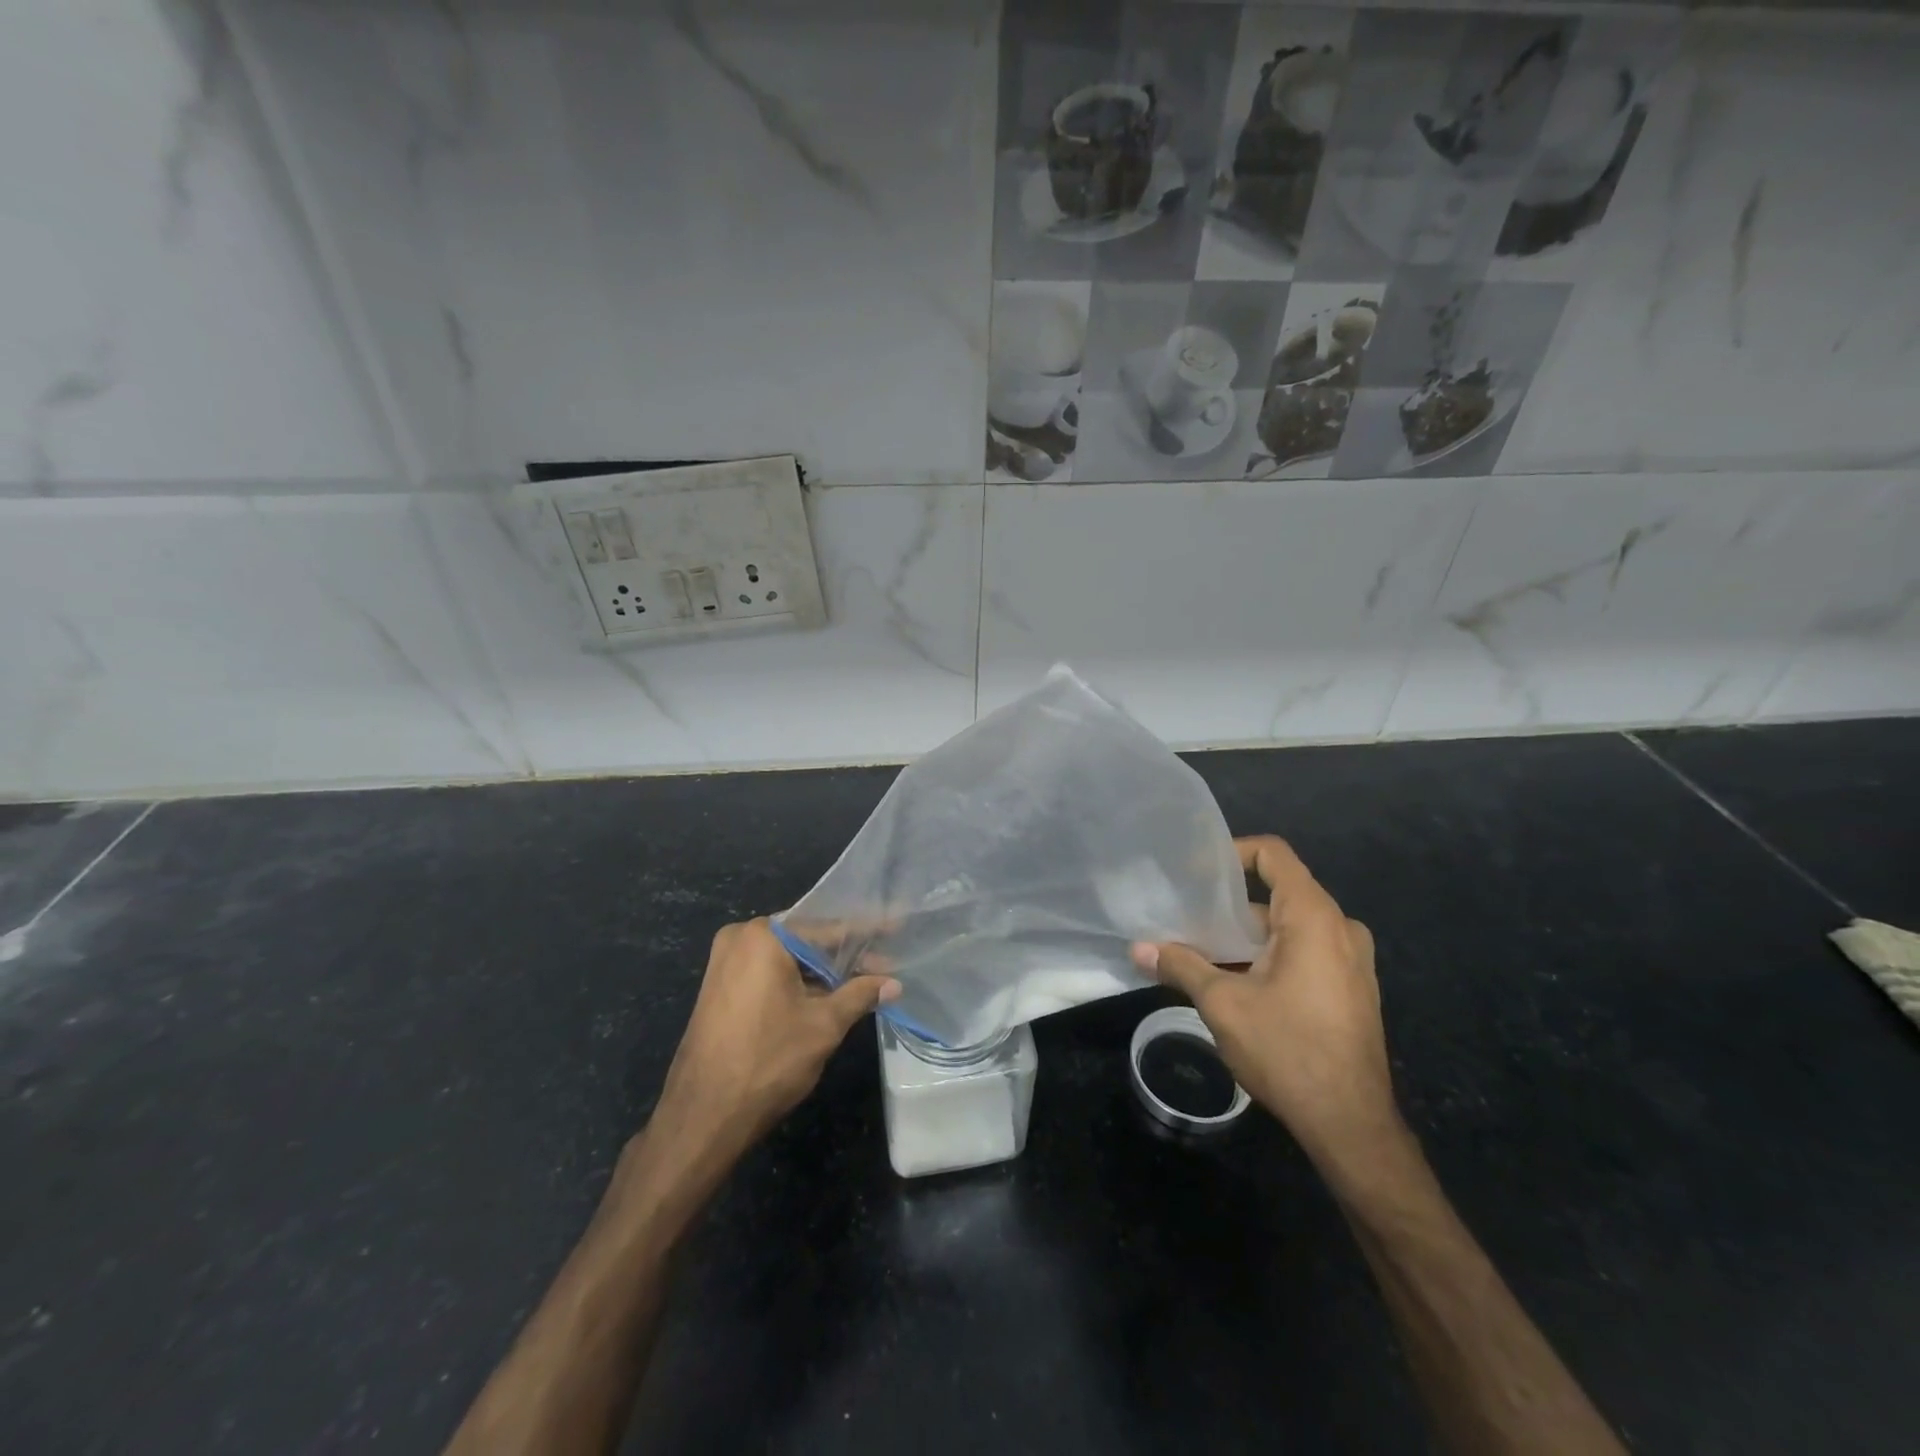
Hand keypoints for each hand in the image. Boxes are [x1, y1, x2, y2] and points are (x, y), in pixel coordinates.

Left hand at [649, 919, 899, 1163]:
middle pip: (805, 939)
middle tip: (883, 962)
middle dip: (844, 954)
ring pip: (787, 958)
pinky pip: (769, 973)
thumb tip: (894, 983)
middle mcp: (740, 939)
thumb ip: (860, 995)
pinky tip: (828, 993)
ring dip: (822, 971)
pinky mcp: (720, 988)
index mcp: (763, 936)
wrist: (703, 1116)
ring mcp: (724, 963)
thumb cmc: (768, 1061)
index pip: (826, 927)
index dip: (864, 933)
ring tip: (864, 979)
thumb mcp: (824, 1025)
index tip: (895, 929)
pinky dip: (798, 982)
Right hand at [1132, 836, 1399, 1174]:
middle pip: (1278, 893)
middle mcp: (1340, 929)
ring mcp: (1350, 961)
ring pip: (1289, 927)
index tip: (1194, 872)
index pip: (1274, 854)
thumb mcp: (1223, 1003)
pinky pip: (1305, 952)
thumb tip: (1138, 948)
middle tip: (1186, 916)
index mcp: (1314, 918)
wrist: (1351, 1125)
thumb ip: (1181, 966)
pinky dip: (1269, 955)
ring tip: (1201, 950)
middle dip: (1229, 904)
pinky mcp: (1351, 989)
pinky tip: (1235, 982)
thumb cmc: (1288, 1050)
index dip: (1232, 852)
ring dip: (1246, 935)